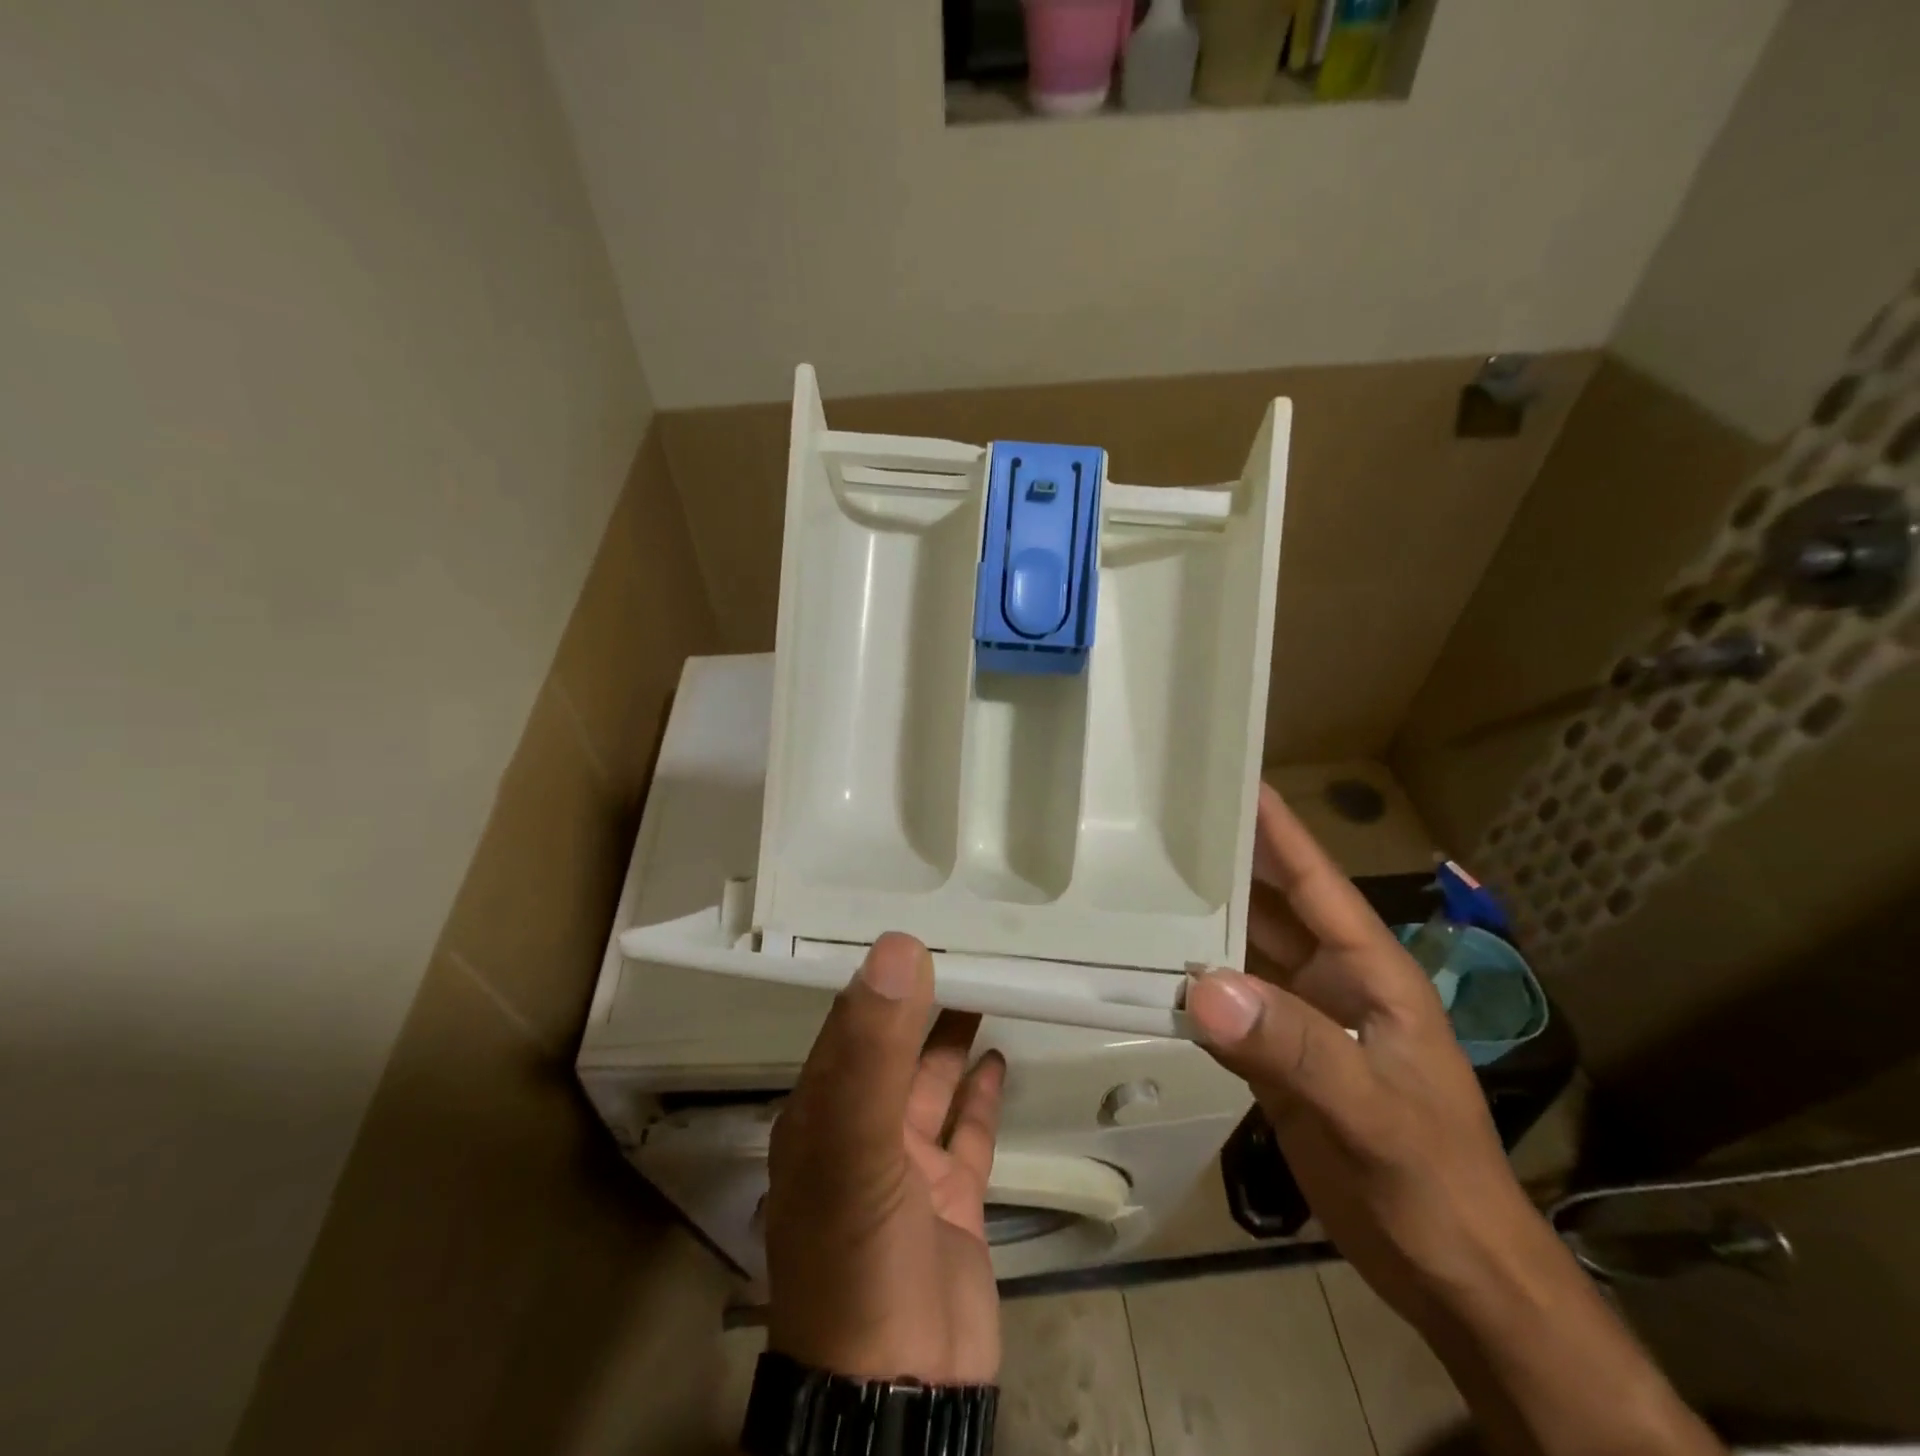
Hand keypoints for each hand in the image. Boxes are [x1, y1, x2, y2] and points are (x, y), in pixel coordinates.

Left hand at [765, 932, 1006, 1383]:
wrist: (902, 1388)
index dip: (882, 975)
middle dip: (923, 1000)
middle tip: (965, 945)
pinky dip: (980, 1092)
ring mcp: (906, 1165)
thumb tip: (899, 947)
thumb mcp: (857, 1142)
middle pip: (894, 1046)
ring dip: (952, 1036)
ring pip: (931, 1081)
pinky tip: (998, 1057)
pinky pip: (967, 1129)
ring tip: (987, 984)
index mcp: (821, 1111)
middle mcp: (859, 1130)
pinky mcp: (950, 1195)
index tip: (919, 925)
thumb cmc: (861, 1252)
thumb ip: (876, 1046)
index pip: (850, 1022)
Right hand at [1185, 785, 1547, 1332]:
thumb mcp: (1371, 1111)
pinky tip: (1146, 972)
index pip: (1316, 880)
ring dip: (1197, 926)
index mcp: (1369, 970)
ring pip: (1241, 955)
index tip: (1230, 776)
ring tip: (1135, 885)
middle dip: (1221, 866)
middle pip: (1268, 907)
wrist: (1451, 1277)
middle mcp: (1331, 981)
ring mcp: (1302, 1020)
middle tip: (1156, 826)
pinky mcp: (1276, 1059)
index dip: (1276, 827)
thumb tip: (1202, 985)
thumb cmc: (1434, 1182)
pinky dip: (1189, 988)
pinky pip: (1225, 1008)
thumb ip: (1292, 1046)